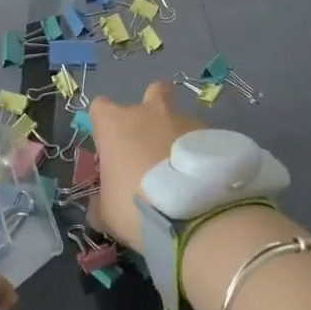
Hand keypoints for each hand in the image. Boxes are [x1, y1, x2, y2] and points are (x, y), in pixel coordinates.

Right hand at [86, 82, 203, 248]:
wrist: (192, 216)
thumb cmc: (136, 207)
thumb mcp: (106, 213)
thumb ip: (99, 203)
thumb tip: (98, 206)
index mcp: (116, 124)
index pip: (100, 107)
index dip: (103, 123)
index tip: (108, 146)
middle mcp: (149, 113)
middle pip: (152, 93)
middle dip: (151, 111)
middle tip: (152, 143)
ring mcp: (184, 119)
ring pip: (179, 118)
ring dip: (177, 137)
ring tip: (183, 171)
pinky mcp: (212, 134)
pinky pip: (200, 138)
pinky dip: (199, 153)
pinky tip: (202, 178)